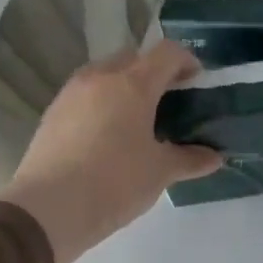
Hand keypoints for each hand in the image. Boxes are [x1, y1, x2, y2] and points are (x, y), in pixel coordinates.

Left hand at [0, 40, 220, 262]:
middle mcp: (100, 78)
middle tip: (172, 102)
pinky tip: (112, 136)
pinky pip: (88, 95)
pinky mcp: (53, 114)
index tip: (198, 84)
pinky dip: (105, 103)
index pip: (167, 53)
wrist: (48, 210)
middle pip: (134, 58)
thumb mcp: (161, 172)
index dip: (188, 62)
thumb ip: (190, 159)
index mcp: (132, 84)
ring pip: (107, 74)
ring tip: (142, 119)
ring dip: (128, 86)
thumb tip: (214, 158)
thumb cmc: (115, 182)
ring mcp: (71, 94)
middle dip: (156, 73)